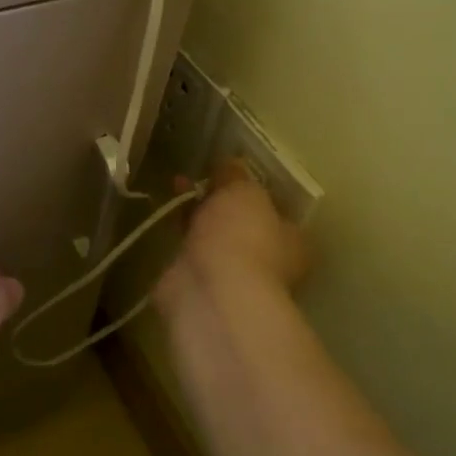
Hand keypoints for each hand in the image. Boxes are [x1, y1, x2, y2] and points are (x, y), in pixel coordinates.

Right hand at [160, 160, 309, 306]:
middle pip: (241, 224)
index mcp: (291, 240)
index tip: (228, 171)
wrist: (211, 291)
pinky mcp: (198, 285)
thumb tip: (231, 164)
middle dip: (219, 201)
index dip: (252, 190)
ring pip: (213, 237)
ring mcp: (231, 276)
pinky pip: (189, 253)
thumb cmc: (241, 237)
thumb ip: (236, 176)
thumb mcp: (244, 192)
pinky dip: (178, 236)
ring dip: (196, 215)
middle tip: (198, 177)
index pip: (274, 209)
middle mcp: (266, 261)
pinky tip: (164, 217)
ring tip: (175, 185)